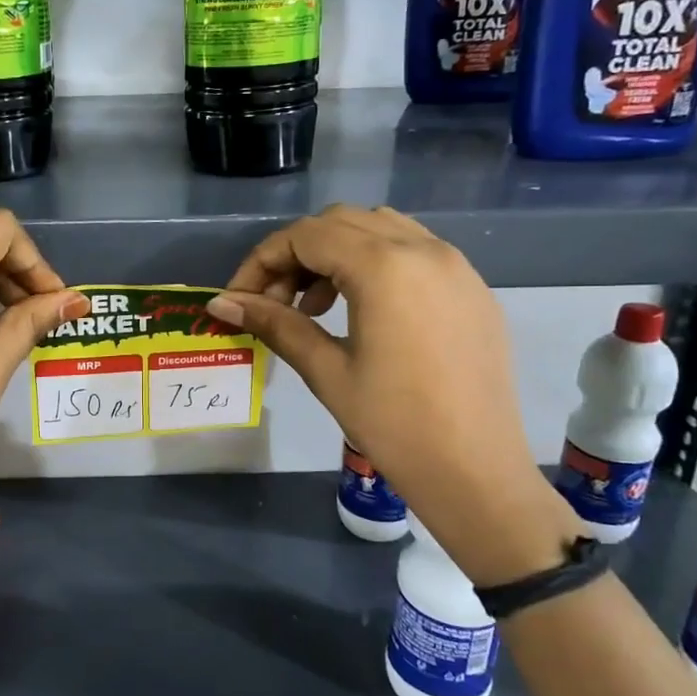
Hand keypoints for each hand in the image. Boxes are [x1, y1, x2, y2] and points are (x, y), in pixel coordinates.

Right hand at [211, 205, 576, 586]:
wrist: (476, 473)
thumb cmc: (394, 425)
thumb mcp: (326, 370)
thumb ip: (274, 323)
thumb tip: (220, 303)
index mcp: (385, 267)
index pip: (306, 236)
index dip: (262, 261)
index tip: (239, 298)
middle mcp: (425, 249)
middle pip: (341, 222)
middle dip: (297, 253)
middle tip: (274, 301)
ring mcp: (456, 266)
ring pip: (380, 229)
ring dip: (336, 253)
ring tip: (314, 305)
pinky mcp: (473, 289)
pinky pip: (415, 251)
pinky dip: (376, 263)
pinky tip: (362, 310)